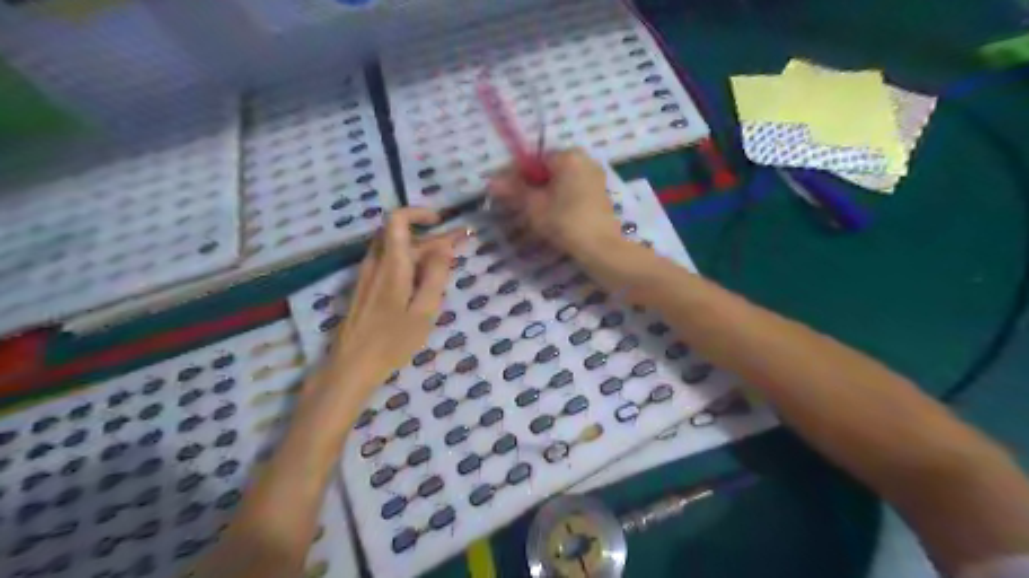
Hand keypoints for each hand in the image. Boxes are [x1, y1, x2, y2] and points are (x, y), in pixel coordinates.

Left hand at [318, 207, 469, 406]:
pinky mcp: (365, 287)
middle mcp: (376, 262)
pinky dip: (409, 262)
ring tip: (446, 262)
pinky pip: (389, 263)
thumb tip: (445, 247)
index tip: (441, 221)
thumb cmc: (392, 341)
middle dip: (431, 236)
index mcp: (392, 264)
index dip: (419, 213)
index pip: (398, 219)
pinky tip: (424, 278)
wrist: (352, 365)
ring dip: (421, 249)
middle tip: (459, 246)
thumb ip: (436, 276)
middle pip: (401, 235)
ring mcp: (367, 274)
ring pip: (395, 248)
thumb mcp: (424, 310)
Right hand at [486, 147, 623, 258]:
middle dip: (529, 184)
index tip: (503, 192)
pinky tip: (550, 214)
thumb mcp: (534, 207)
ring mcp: (595, 176)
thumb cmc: (565, 222)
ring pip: (560, 180)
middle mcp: (584, 159)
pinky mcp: (600, 193)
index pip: (533, 160)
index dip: (514, 175)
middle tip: (515, 203)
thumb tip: (491, 182)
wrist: (601, 247)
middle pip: (547, 169)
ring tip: (530, 211)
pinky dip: (559, 198)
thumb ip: (513, 191)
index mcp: (568, 156)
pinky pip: (572, 189)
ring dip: (543, 192)